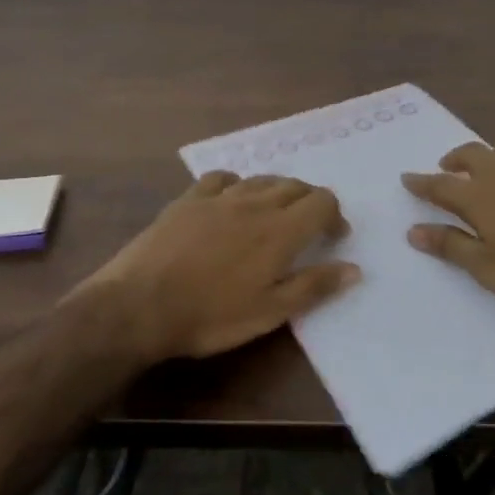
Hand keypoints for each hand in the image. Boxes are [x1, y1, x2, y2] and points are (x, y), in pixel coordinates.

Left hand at [75, 172, 358, 362]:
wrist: (140, 304)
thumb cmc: (211, 316)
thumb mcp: (269, 312)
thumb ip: (314, 286)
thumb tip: (354, 268)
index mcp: (281, 230)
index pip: (322, 202)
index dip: (334, 215)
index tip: (334, 238)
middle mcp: (256, 203)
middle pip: (295, 185)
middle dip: (309, 202)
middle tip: (307, 229)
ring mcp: (220, 197)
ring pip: (261, 179)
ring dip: (277, 192)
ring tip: (273, 216)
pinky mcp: (189, 198)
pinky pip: (222, 178)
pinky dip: (237, 185)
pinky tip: (231, 201)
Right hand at [401, 140, 494, 310]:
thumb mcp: (486, 267)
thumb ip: (450, 246)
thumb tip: (413, 230)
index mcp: (479, 196)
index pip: (441, 185)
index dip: (422, 182)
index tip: (406, 177)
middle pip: (471, 154)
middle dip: (454, 158)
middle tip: (446, 167)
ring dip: (490, 153)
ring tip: (486, 167)